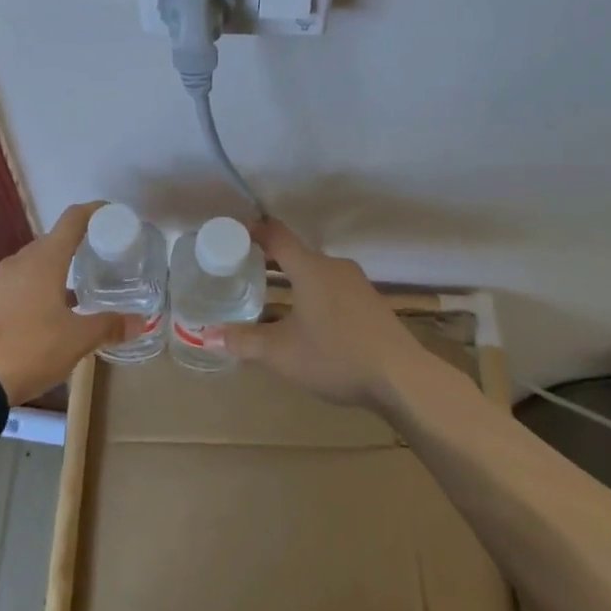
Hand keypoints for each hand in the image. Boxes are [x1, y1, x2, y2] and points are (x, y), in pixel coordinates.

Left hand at [0, 202, 128, 404]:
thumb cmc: (30, 349)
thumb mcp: (76, 340)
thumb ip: (108, 326)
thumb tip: (140, 322)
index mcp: (43, 261)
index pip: (71, 220)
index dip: (93, 212)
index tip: (110, 214)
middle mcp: (17, 262)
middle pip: (51, 243)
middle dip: (75, 248)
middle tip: (98, 262)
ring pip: (31, 266)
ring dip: (53, 273)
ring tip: (75, 294)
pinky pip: (15, 286)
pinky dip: (34, 290)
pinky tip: (43, 316)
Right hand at [221, 219, 426, 409]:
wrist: (403, 379)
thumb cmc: (335, 356)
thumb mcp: (281, 353)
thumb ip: (244, 341)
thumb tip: (207, 336)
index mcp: (310, 268)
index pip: (277, 235)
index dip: (254, 231)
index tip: (233, 234)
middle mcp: (334, 267)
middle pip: (296, 253)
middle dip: (269, 260)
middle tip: (242, 271)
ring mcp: (357, 285)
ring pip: (316, 272)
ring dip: (293, 279)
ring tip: (271, 297)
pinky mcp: (371, 304)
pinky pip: (333, 288)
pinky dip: (313, 294)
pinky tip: (308, 320)